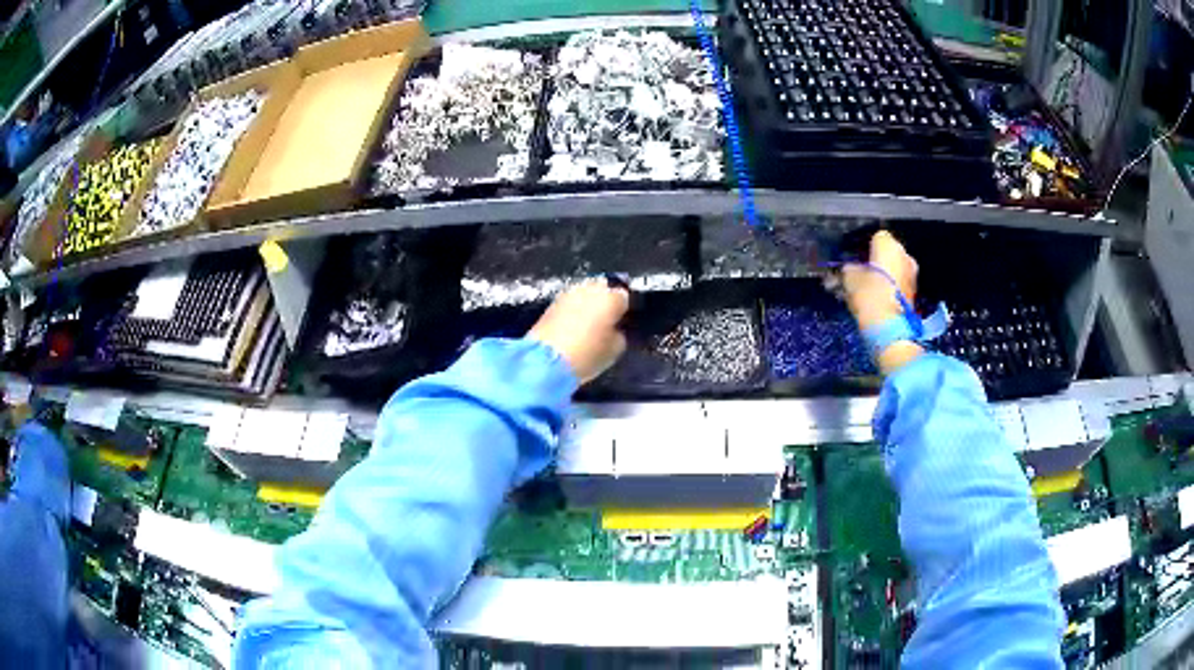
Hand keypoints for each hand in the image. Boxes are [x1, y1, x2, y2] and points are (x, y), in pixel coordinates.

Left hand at [527, 281, 629, 383]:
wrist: (546, 360)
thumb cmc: (586, 355)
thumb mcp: (615, 350)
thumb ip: (619, 334)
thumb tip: (615, 329)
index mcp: (611, 298)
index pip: (625, 296)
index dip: (624, 310)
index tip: (622, 322)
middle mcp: (591, 289)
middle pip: (604, 289)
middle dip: (606, 301)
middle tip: (606, 320)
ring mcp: (570, 292)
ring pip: (586, 292)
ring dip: (589, 303)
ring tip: (589, 322)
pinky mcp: (553, 301)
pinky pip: (571, 301)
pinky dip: (574, 309)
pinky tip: (573, 324)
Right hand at [841, 231, 923, 373]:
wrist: (890, 327)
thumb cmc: (869, 295)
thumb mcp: (849, 279)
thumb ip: (849, 269)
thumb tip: (849, 268)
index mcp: (889, 244)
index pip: (876, 236)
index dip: (864, 247)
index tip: (855, 259)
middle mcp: (904, 254)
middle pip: (887, 253)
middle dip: (876, 261)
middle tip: (861, 274)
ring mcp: (912, 274)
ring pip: (894, 268)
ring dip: (884, 275)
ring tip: (868, 288)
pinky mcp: (914, 292)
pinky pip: (899, 282)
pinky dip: (890, 287)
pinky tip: (879, 298)